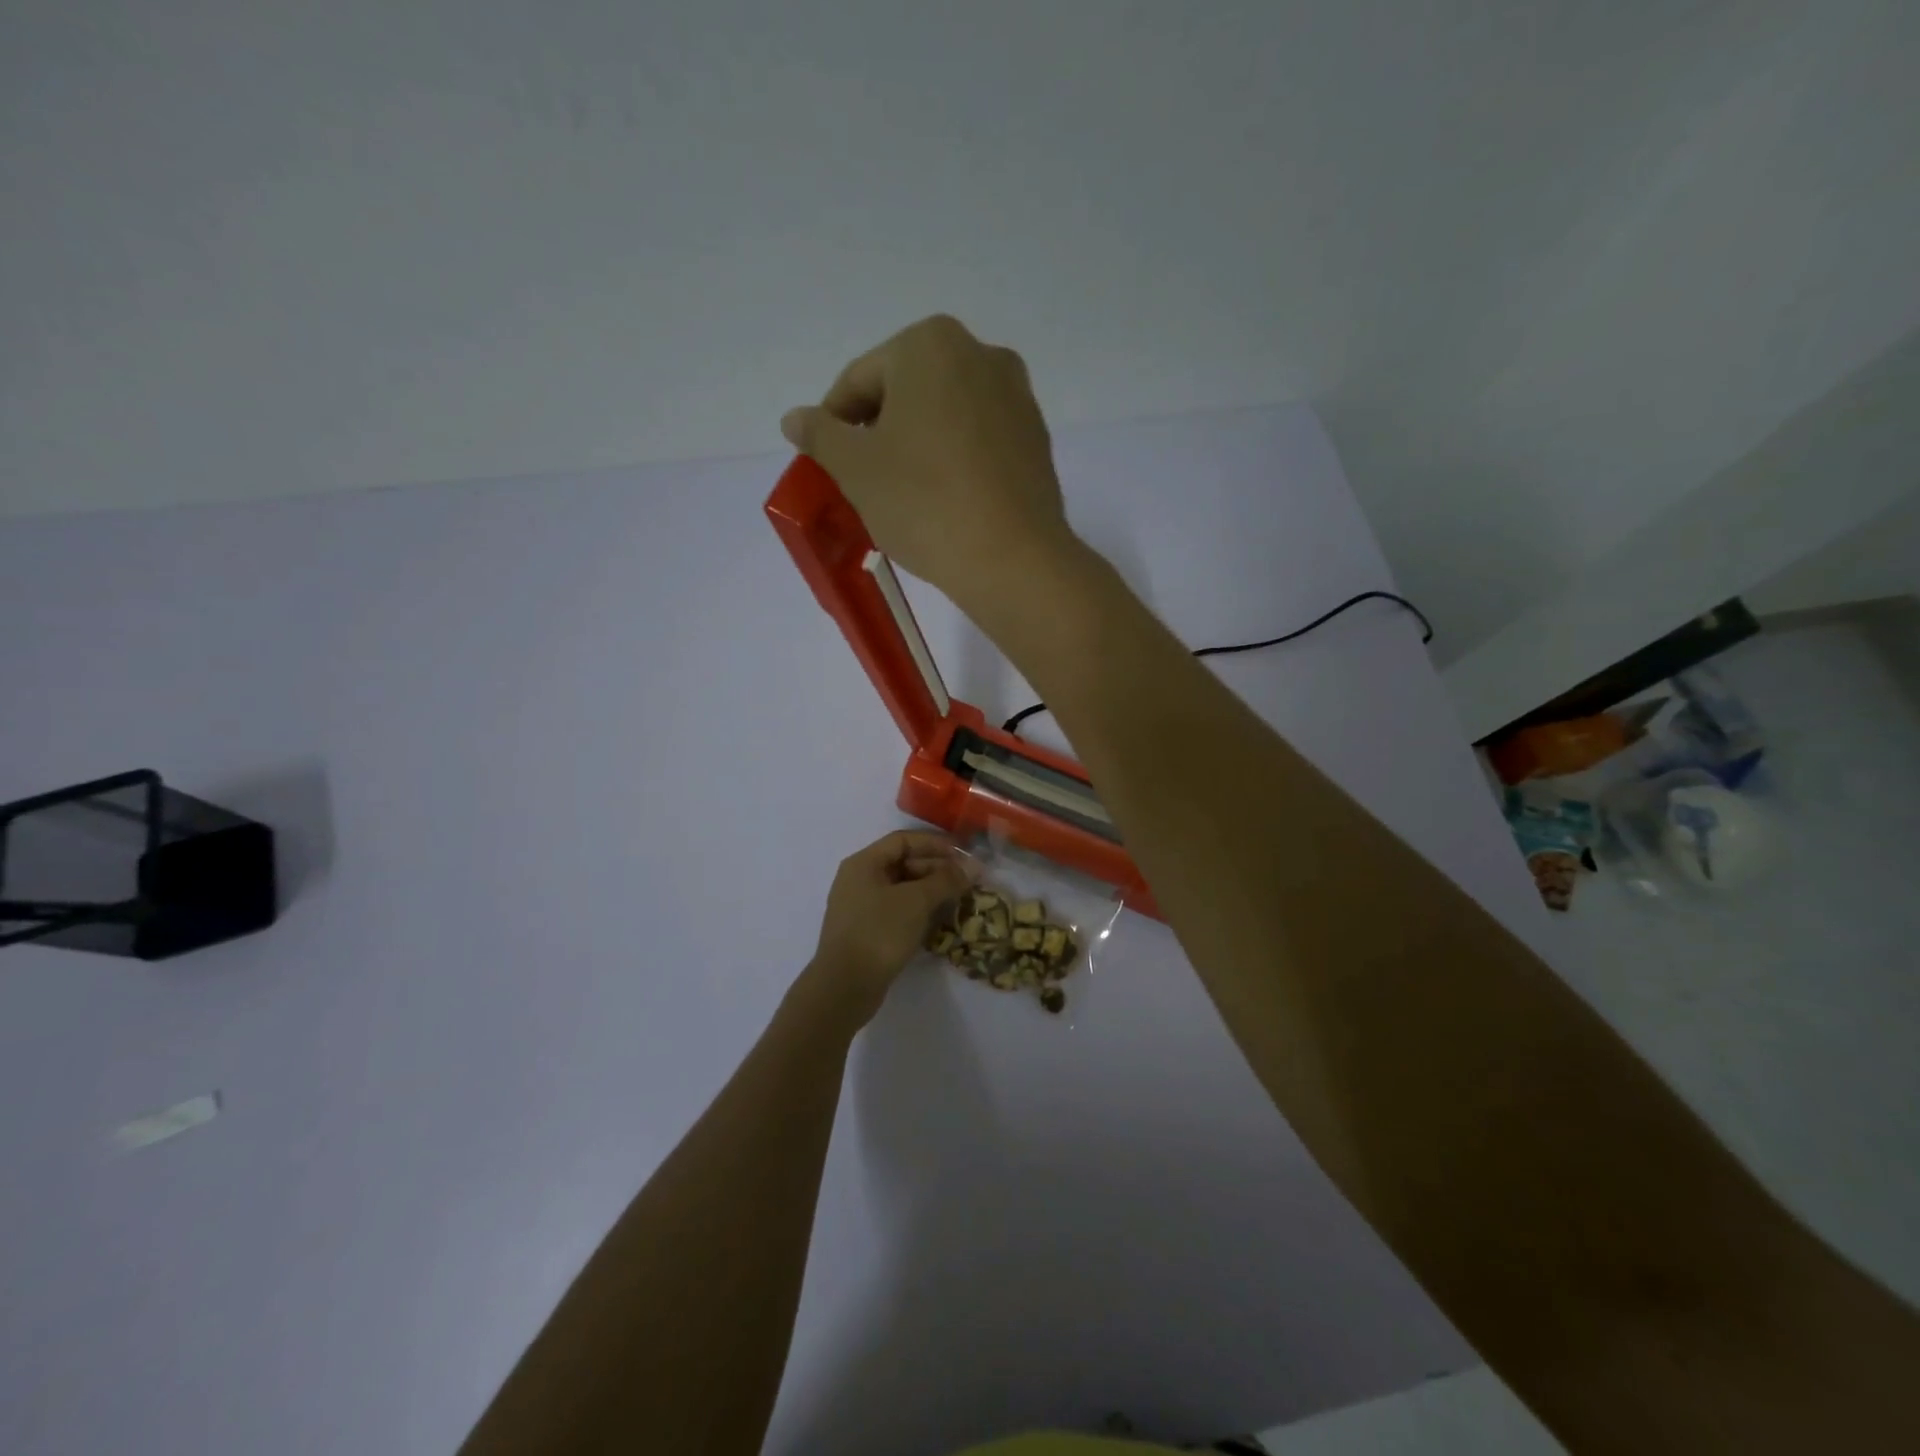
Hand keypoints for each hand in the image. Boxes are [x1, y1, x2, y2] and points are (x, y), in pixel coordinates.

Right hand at [780, 315, 1077, 608]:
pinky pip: (979, 442)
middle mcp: (982, 355)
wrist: (1013, 559)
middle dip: (879, 433)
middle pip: (906, 393)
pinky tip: (945, 501)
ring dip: (917, 447)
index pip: (859, 380)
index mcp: (931, 345)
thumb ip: (820, 435)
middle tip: (863, 482)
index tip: (826, 464)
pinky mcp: (1037, 440)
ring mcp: (1017, 397)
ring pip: (945, 417)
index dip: (833, 423)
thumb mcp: (855, 469)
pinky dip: (955, 461)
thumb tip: (795, 418)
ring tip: (904, 496)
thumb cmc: (924, 503)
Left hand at [806, 830, 970, 1025]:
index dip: (935, 844)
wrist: (844, 988)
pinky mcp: (866, 932)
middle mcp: (859, 880)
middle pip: (903, 864)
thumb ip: (946, 880)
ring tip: (959, 900)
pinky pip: (897, 911)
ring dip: (931, 892)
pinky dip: (919, 912)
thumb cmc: (879, 932)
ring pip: (902, 890)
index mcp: (863, 863)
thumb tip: (973, 866)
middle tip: (966, 881)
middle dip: (936, 869)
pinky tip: (940, 922)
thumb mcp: (916, 901)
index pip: (903, 840)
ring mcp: (861, 908)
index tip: (964, 855)